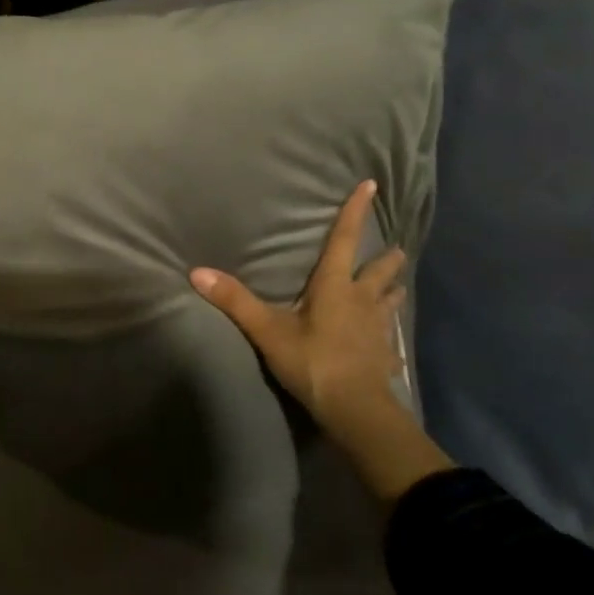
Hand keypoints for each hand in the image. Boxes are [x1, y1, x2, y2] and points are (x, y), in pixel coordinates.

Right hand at [190, 181, 451, 499]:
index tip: (371, 186)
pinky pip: (389, 344)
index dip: (355, 212)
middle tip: (395, 249)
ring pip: (390, 303)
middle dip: (386, 258)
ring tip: (396, 287)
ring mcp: (378, 330)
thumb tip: (197, 271)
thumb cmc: (312, 361)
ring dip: (392, 292)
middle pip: (379, 272)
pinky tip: (389, 350)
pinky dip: (388, 341)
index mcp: (335, 287)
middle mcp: (362, 301)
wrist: (354, 409)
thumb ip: (234, 301)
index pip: (343, 241)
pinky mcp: (385, 357)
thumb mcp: (268, 331)